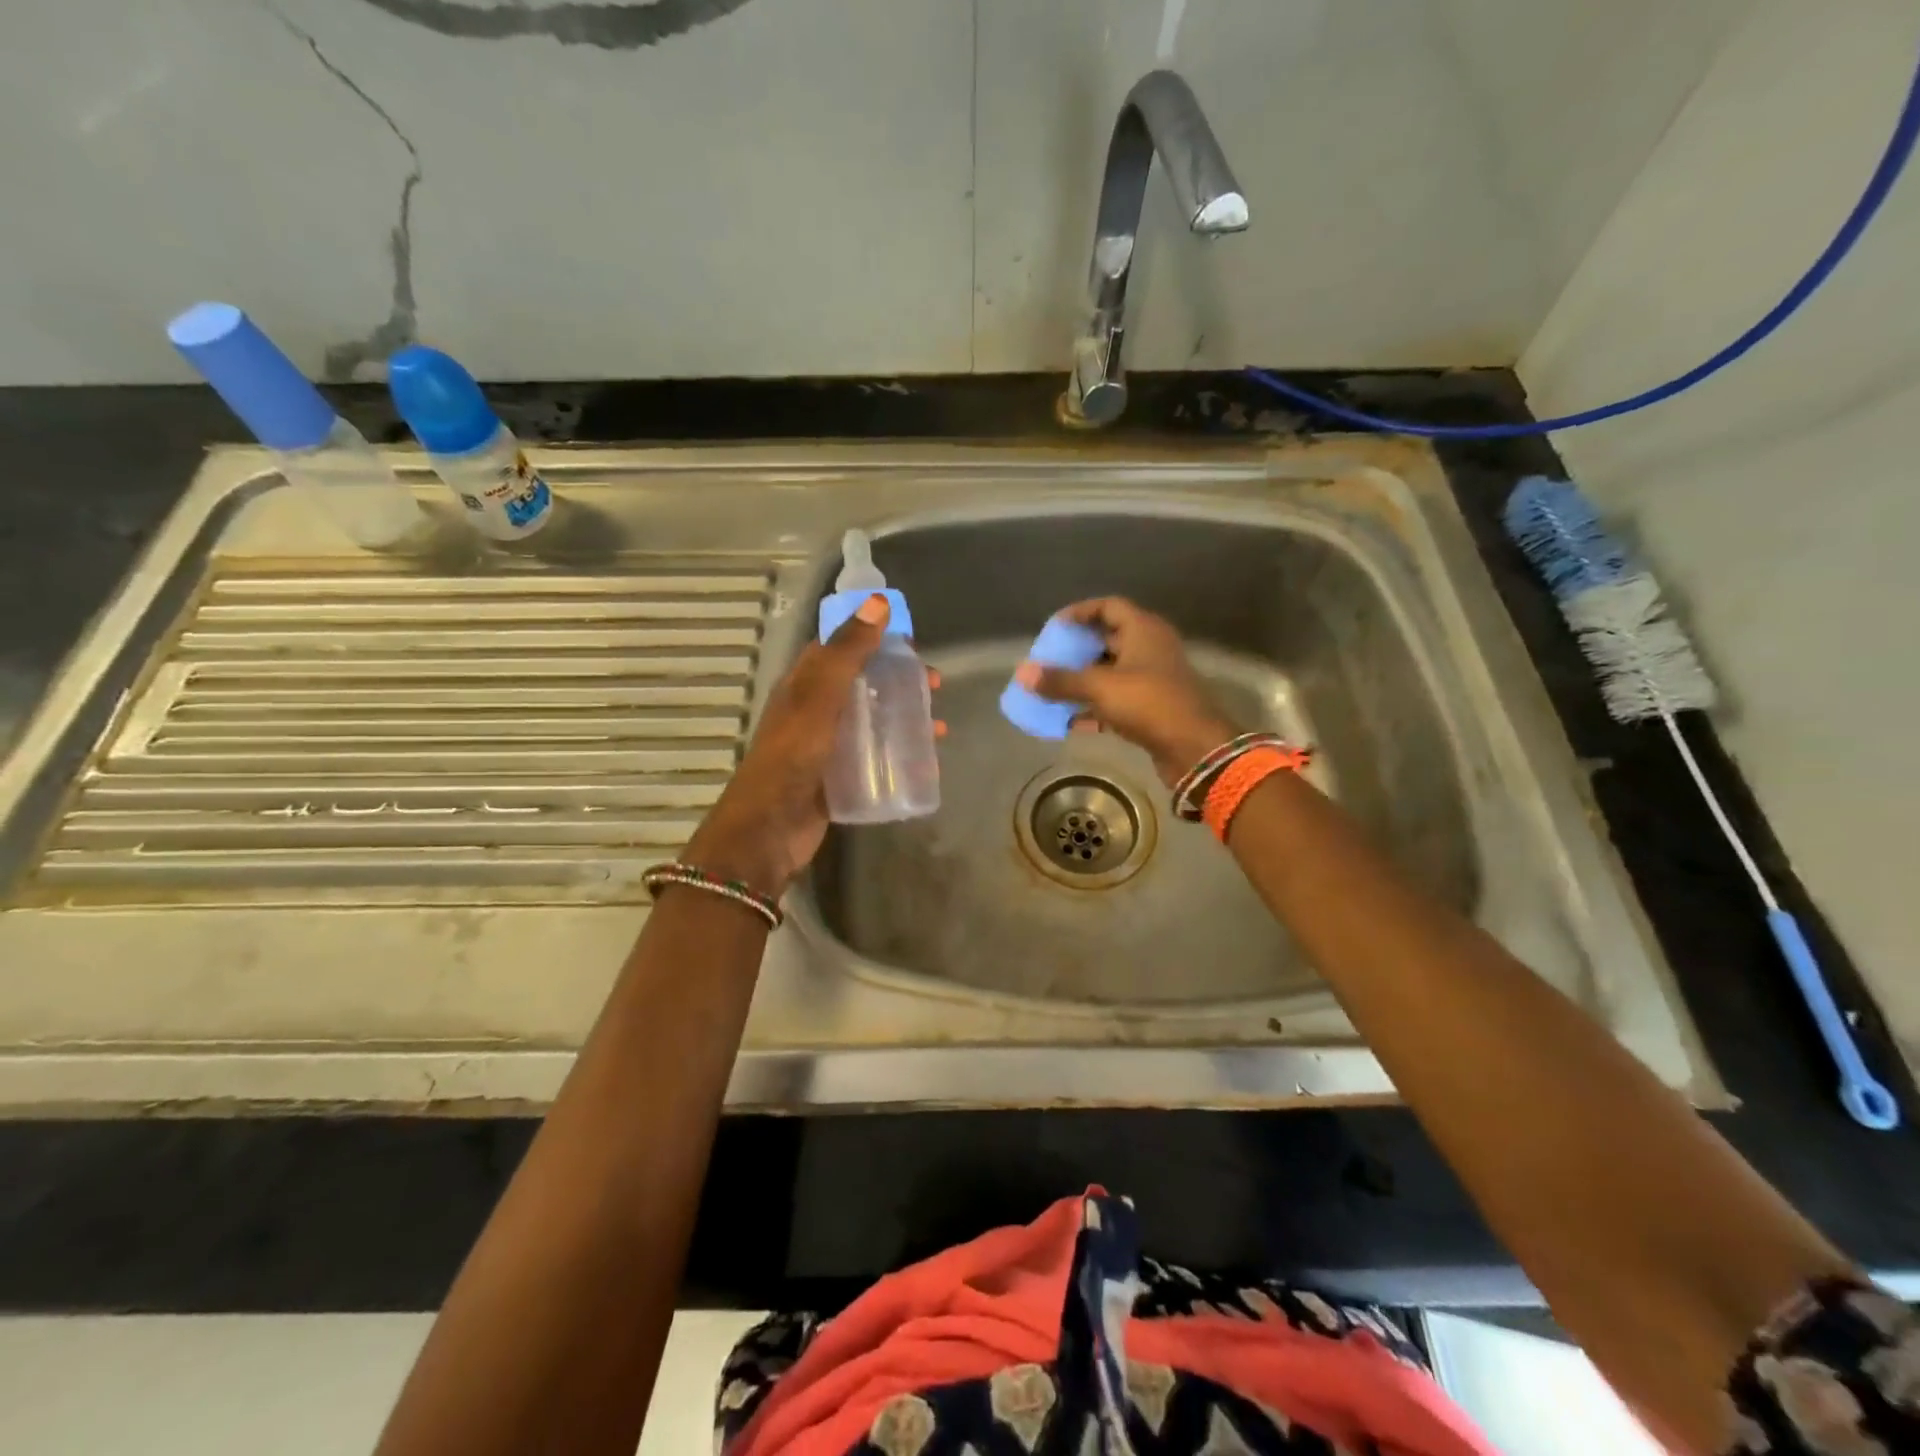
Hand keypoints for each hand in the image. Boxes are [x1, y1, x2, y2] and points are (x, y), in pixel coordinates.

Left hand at [684, 595, 941, 898]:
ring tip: (938, 726)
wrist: (769, 829)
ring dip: (904, 718)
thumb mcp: (820, 697)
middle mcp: (815, 711)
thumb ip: (847, 652)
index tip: (912, 644)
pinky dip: (899, 753)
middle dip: (899, 681)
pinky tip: (925, 761)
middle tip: (935, 687)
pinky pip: (875, 758)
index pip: (841, 649)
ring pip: (872, 722)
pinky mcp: (839, 778)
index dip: (875, 640)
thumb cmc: (792, 755)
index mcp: (804, 685)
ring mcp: (827, 747)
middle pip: (863, 685)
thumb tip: (878, 604)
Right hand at [1012, 597, 1236, 786]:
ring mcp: (1153, 679)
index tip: (1053, 627)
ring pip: (1110, 673)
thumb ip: (1060, 680)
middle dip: (1076, 651)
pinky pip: (1116, 700)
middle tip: (1047, 660)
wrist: (1194, 748)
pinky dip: (1094, 708)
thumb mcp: (1100, 688)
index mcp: (1143, 630)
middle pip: (1107, 640)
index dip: (1079, 612)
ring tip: (1051, 690)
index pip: (1108, 606)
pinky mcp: (1152, 708)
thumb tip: (1022, 673)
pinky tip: (1069, 722)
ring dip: (1082, 681)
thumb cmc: (1148, 703)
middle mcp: (1150, 648)